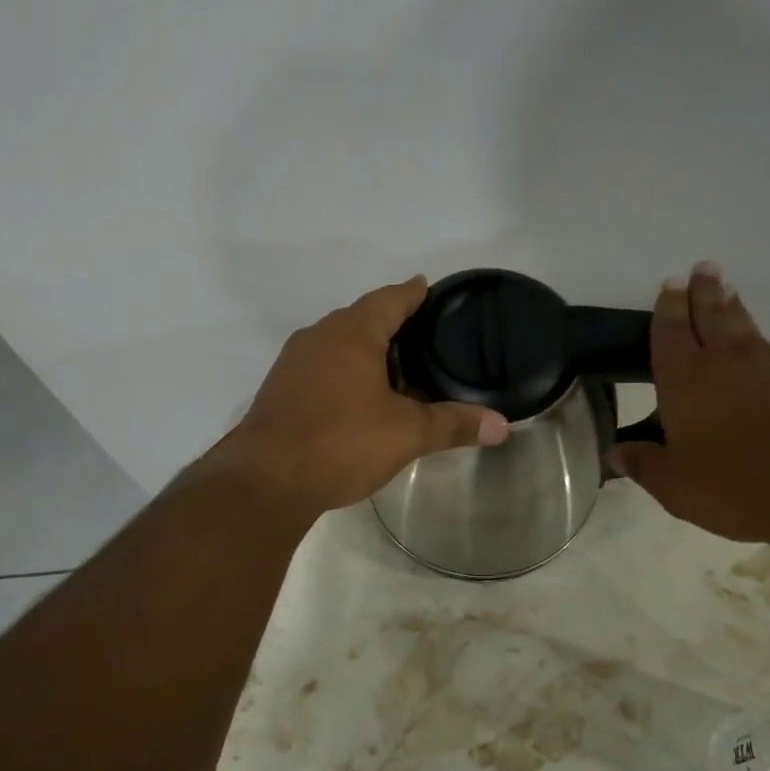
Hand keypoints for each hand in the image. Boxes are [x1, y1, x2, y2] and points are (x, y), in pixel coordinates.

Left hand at [210, 278, 510, 515]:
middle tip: (426, 339)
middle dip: (392, 325)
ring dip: (368, 353)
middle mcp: (319, 337)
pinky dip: (347, 375)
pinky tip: (362, 399)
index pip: (389, 299)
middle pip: (362, 319)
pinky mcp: (281, 391)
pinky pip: (323, 369)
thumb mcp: (407, 433)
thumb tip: (503, 426)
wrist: (266, 481)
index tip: (428, 289)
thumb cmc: (341, 441)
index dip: (412, 293)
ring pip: (339, 346)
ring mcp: (294, 364)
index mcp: (351, 333)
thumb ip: (454, 424)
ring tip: (400, 371)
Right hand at [608, 263, 769, 558]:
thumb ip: (644, 465)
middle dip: (703, 291)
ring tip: (728, 292)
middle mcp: (725, 362)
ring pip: (744, 326)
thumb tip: (614, 451)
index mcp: (685, 381)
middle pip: (711, 314)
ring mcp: (769, 368)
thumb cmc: (738, 486)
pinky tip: (759, 350)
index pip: (670, 332)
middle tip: (703, 268)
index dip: (668, 307)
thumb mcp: (677, 488)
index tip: (670, 284)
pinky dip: (757, 339)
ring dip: (732, 306)